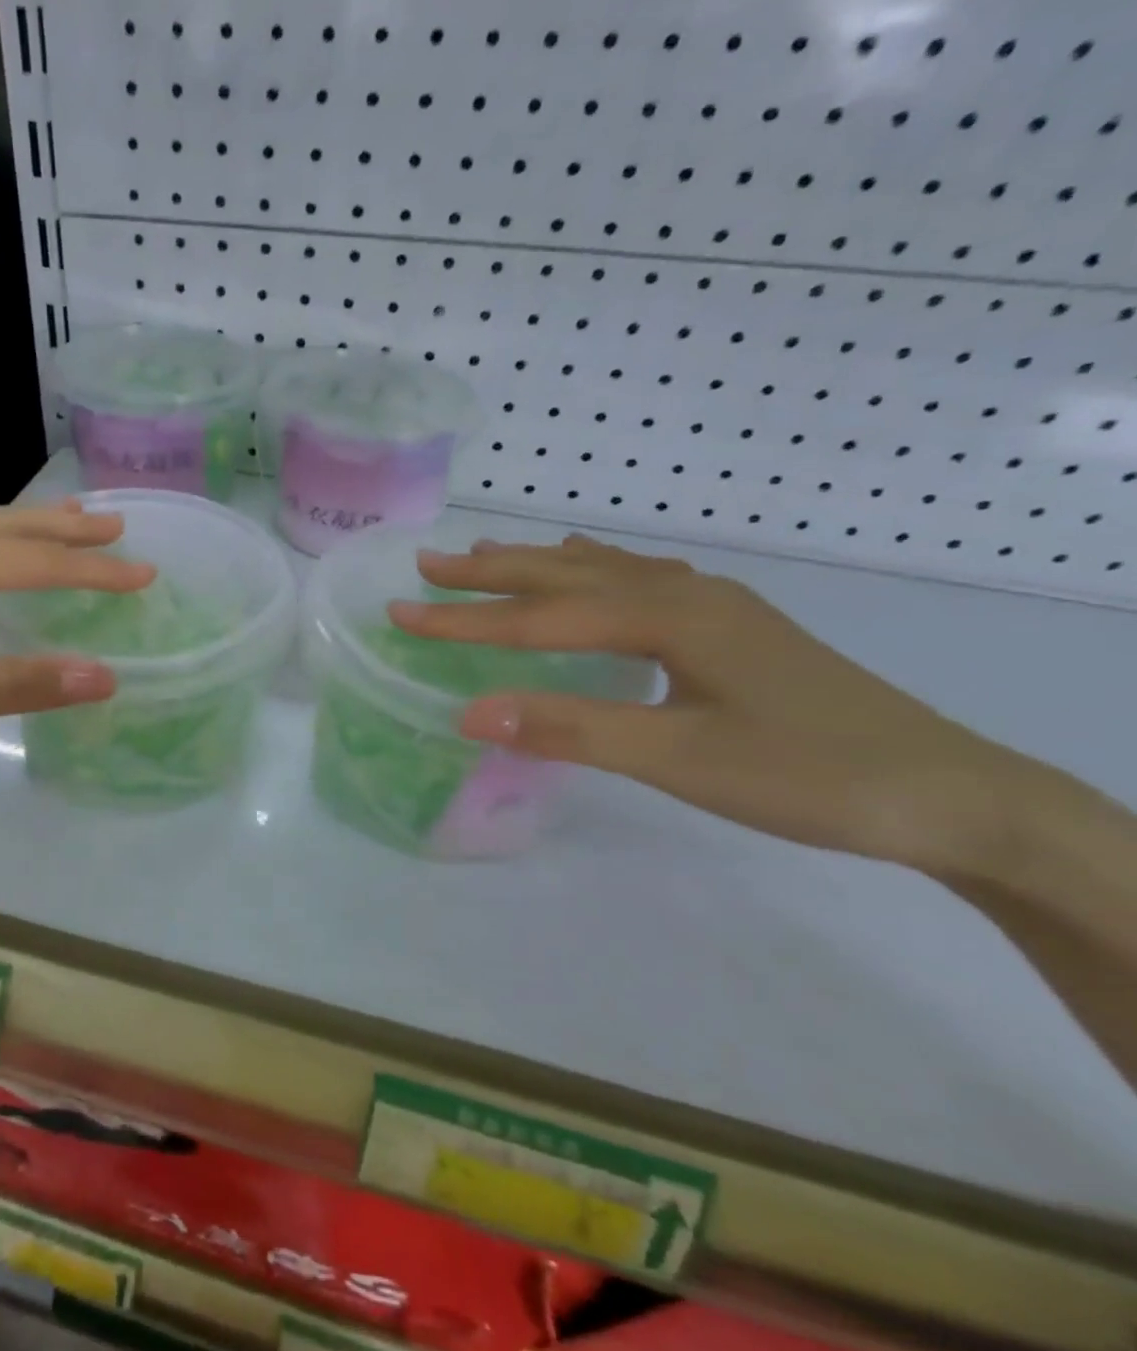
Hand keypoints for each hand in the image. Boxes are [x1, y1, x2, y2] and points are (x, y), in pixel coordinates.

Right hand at [389, 535, 1036, 878]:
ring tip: (488, 555)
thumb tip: (470, 712)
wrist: (951, 795)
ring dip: (538, 565)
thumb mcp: (680, 759)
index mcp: (668, 616)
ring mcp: (713, 606)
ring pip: (604, 571)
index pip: (541, 618)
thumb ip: (573, 729)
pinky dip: (591, 573)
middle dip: (492, 572)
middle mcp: (685, 593)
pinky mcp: (731, 627)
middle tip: (428, 563)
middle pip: (567, 575)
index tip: (400, 612)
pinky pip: (638, 581)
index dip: (466, 620)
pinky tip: (590, 576)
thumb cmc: (809, 775)